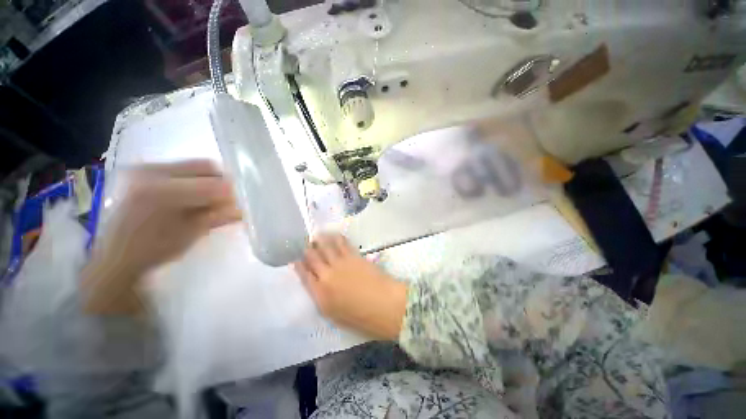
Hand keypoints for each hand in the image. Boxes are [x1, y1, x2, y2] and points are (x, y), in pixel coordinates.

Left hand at [82, 160, 240, 314]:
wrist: (116, 255)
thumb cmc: (153, 250)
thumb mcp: (191, 234)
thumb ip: (218, 216)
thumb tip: (246, 207)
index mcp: (159, 192)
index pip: (212, 183)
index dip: (232, 193)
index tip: (243, 203)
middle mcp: (150, 172)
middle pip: (205, 166)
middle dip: (223, 183)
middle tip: (229, 200)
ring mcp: (145, 168)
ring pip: (196, 165)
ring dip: (211, 181)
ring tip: (211, 200)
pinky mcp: (144, 169)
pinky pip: (184, 168)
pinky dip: (198, 180)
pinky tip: (196, 196)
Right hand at [293, 234, 407, 339]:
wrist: (384, 305)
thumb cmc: (361, 317)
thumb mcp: (335, 315)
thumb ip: (323, 298)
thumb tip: (318, 286)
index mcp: (320, 295)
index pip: (304, 276)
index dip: (299, 266)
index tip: (296, 260)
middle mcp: (327, 276)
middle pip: (312, 258)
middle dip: (307, 250)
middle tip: (306, 244)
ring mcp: (340, 263)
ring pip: (325, 247)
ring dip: (319, 240)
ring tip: (317, 236)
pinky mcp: (353, 256)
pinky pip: (342, 243)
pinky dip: (336, 238)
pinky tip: (334, 235)